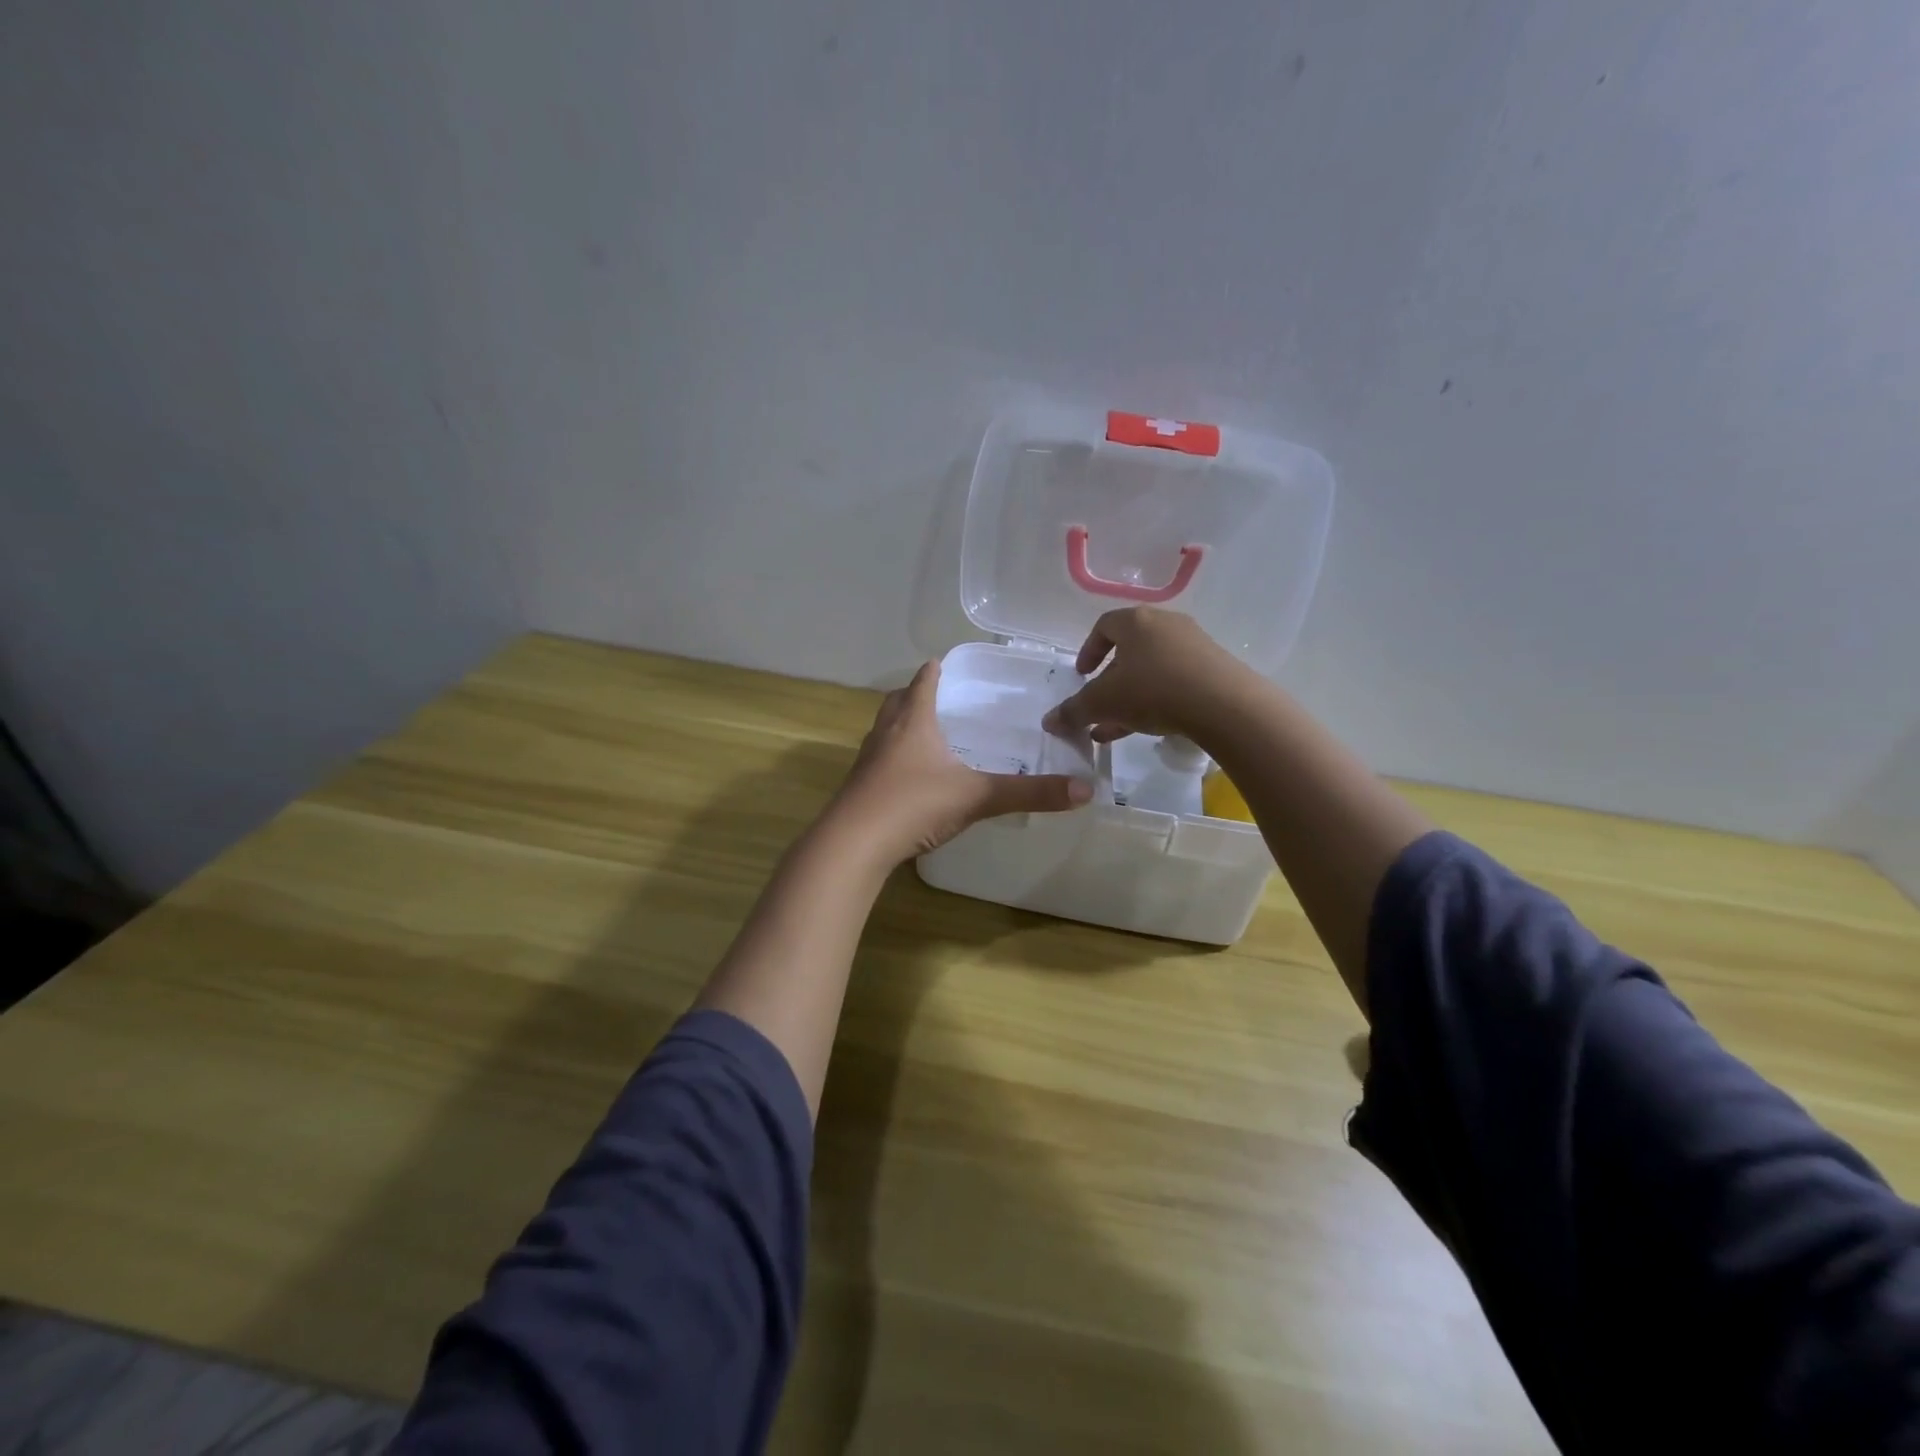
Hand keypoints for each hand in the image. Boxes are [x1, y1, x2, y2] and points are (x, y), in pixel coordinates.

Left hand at [827, 660, 1091, 864]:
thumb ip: (1029, 793)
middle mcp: (886, 733)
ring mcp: (867, 761)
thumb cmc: (914, 804)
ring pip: (884, 730)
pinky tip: (908, 777)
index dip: (934, 670)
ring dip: (901, 725)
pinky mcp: (858, 787)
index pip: (923, 682)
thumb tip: (1084, 790)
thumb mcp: (977, 797)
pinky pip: (877, 761)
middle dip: (915, 694)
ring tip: (924, 733)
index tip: (943, 662)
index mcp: (913, 721)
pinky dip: (893, 758)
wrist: (853, 844)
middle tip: (937, 696)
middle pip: (897, 701)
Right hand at [1041, 607, 1249, 745]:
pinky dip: (1157, 700)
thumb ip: (1074, 711)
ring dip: (1131, 695)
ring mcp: (1194, 645)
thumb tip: (1049, 722)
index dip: (1089, 650)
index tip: (1082, 675)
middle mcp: (1166, 624)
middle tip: (1100, 704)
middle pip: (1130, 649)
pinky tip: (1149, 727)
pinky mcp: (1214, 668)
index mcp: (1136, 621)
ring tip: (1117, 728)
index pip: (1104, 626)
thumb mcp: (1104, 703)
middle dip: (1110, 680)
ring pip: (1152, 669)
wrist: (1225, 705)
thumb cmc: (1153, 691)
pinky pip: (1176, 681)